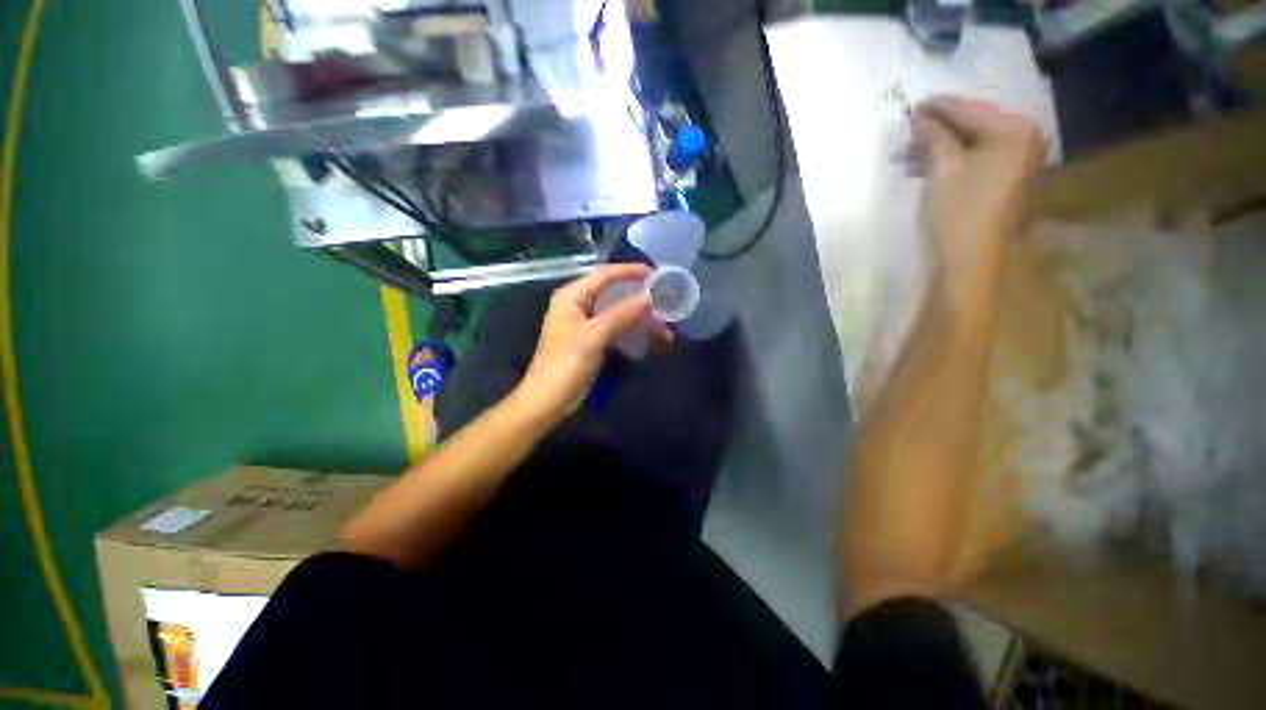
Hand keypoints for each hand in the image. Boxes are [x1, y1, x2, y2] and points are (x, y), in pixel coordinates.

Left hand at [508, 264, 672, 427]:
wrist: (548, 400)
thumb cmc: (565, 364)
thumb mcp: (594, 336)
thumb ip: (622, 314)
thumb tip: (650, 297)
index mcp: (572, 296)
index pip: (605, 274)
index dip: (631, 271)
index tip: (657, 274)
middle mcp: (578, 304)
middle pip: (614, 292)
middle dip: (640, 297)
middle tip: (666, 301)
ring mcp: (586, 323)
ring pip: (618, 312)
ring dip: (640, 317)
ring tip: (665, 327)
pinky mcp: (592, 340)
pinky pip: (617, 327)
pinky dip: (633, 330)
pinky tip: (651, 337)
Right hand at [913, 97, 1044, 306]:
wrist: (973, 257)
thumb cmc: (959, 211)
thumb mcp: (943, 169)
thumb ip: (934, 136)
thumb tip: (920, 115)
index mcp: (1014, 130)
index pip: (969, 109)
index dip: (938, 107)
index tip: (913, 104)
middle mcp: (1024, 137)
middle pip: (974, 123)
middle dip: (938, 127)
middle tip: (908, 130)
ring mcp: (1020, 157)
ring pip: (974, 141)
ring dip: (941, 145)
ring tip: (908, 153)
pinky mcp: (1010, 175)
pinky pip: (979, 156)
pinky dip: (953, 158)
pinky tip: (927, 164)